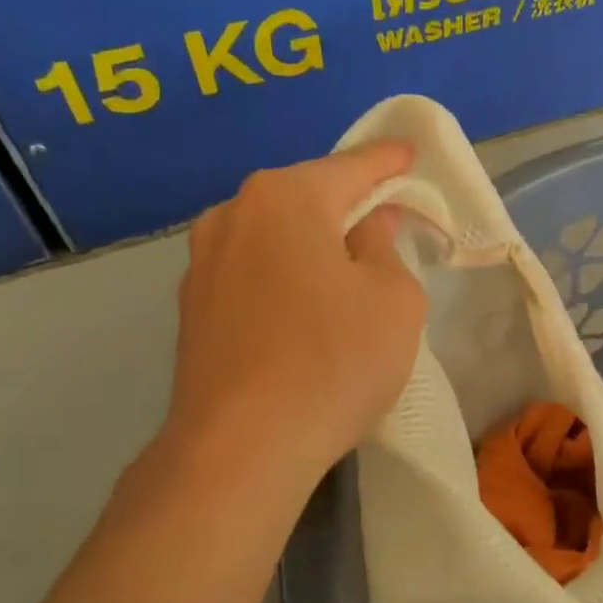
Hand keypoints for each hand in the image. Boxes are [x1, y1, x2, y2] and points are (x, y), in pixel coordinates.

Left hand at [161, 143, 426, 477]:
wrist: (242, 446)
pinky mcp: (191, 312)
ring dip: (310, 247)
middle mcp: (232, 215)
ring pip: (273, 239)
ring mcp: (201, 264)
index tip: (411, 156)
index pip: (351, 167)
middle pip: (305, 199)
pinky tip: (302, 314)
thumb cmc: (334, 360)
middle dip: (346, 206)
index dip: (389, 163)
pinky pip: (252, 277)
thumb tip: (367, 226)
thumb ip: (386, 247)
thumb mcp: (394, 300)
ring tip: (342, 274)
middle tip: (383, 223)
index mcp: (284, 198)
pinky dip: (283, 281)